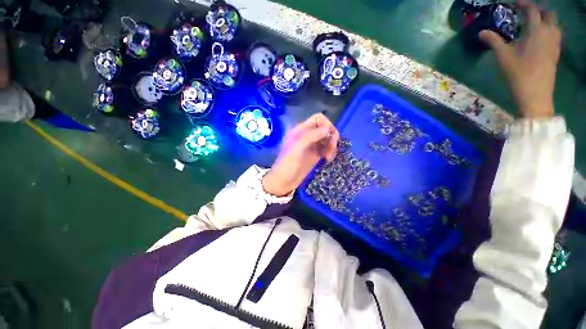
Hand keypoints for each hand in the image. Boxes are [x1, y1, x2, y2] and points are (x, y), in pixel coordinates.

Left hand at [262, 113, 338, 196]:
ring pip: (327, 138)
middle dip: (331, 136)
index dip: (326, 124)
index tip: (330, 136)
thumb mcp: (297, 148)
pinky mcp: (315, 155)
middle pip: (325, 128)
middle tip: (332, 148)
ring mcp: (312, 145)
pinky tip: (328, 159)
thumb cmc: (287, 164)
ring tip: (329, 157)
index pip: (318, 118)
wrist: (284, 181)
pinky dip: (330, 151)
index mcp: (300, 130)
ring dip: (332, 145)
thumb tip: (327, 128)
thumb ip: (311, 136)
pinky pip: (326, 148)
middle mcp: (307, 135)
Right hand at [480, 0, 560, 118]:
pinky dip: (549, 31)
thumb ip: (493, 41)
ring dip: (546, 20)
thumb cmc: (518, 74)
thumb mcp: (502, 57)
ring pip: (555, 24)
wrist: (535, 95)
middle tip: (526, 14)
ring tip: (534, 25)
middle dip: (538, 11)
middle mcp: (549, 33)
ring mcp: (555, 44)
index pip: (532, 9)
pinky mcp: (556, 53)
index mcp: (536, 31)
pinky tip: (541, 37)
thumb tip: (482, 32)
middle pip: (548, 14)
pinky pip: (556, 35)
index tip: (515, 4)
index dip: (523, 4)